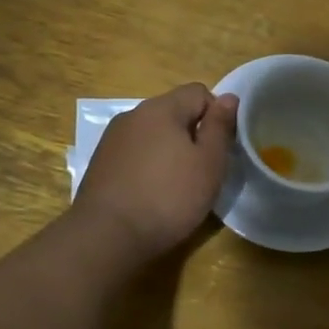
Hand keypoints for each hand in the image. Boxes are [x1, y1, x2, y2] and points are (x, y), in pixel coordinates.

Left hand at [73, 84, 237, 264]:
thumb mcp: (208, 163)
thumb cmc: (168, 197)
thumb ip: (220, 127)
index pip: (198, 92)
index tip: (219, 148)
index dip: (216, 115)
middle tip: (202, 170)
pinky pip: (134, 153)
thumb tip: (229, 97)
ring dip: (169, 150)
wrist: (106, 236)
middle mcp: (133, 115)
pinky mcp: (100, 163)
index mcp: (161, 108)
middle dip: (192, 134)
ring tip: (176, 185)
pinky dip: (147, 165)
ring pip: (152, 133)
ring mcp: (112, 139)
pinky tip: (150, 194)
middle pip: (174, 111)